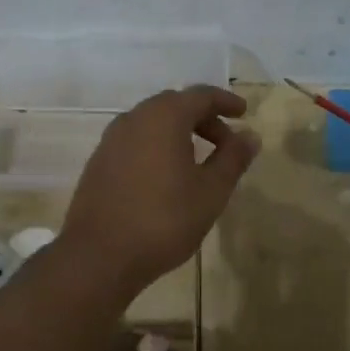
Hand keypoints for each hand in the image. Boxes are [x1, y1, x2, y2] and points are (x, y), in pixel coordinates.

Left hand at [60, 86, 259, 295]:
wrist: (99, 255)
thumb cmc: (164, 219)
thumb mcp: (210, 191)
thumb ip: (233, 159)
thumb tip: (250, 135)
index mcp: (164, 116)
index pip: (201, 95)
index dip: (225, 102)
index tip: (244, 113)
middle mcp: (135, 117)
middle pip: (176, 105)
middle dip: (204, 120)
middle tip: (226, 144)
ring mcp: (112, 138)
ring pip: (153, 123)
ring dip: (180, 133)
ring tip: (199, 161)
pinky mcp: (100, 160)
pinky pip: (136, 140)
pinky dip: (158, 146)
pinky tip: (167, 175)